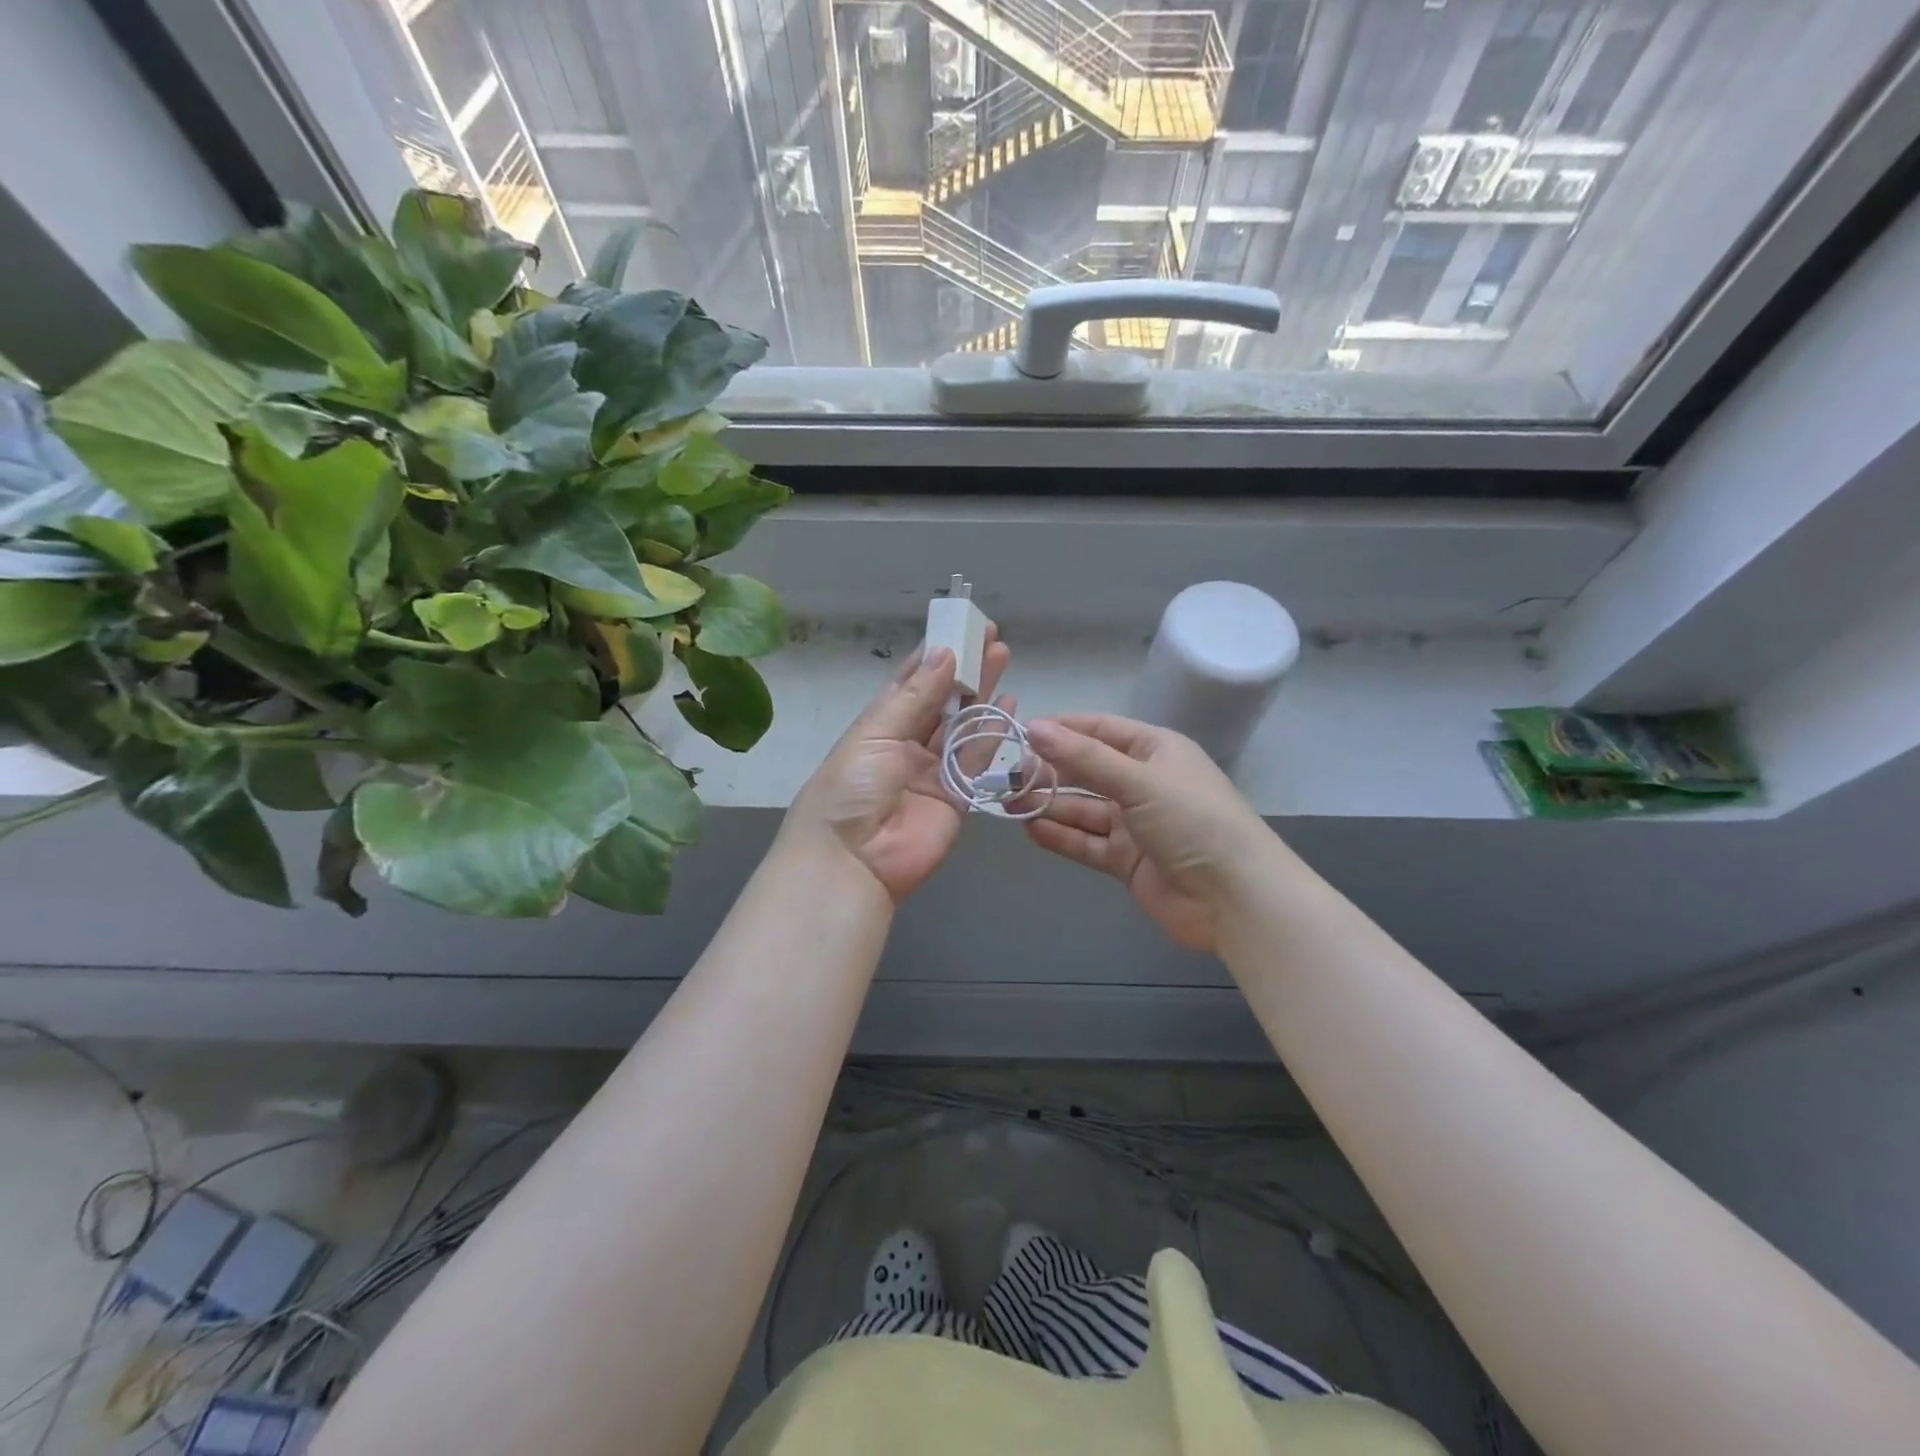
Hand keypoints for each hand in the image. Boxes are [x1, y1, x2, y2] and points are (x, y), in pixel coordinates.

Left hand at [784, 630, 1013, 902]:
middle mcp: (906, 745)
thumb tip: (944, 653)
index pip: (909, 683)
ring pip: (963, 725)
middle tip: (990, 637)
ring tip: (1002, 657)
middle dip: (964, 669)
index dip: (934, 655)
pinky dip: (993, 734)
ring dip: (982, 692)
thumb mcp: (876, 734)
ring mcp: (933, 771)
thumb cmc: (852, 788)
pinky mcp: (957, 797)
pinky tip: (1009, 703)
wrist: (853, 862)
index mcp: (878, 726)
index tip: (959, 628)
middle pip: (941, 701)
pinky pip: (978, 760)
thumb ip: (916, 696)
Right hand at [1024, 715, 1276, 952]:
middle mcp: (1143, 782)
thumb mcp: (1139, 781)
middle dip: (1049, 772)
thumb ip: (1084, 758)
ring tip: (1010, 804)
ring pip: (1083, 809)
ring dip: (1049, 805)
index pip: (1099, 730)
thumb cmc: (1194, 822)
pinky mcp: (1127, 860)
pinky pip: (1087, 842)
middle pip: (1086, 771)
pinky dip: (1061, 836)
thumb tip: (1033, 727)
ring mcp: (1135, 824)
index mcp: (1155, 750)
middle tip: (1008, 776)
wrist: (1236, 899)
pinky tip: (1032, 830)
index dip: (1061, 730)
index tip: (1019, 733)